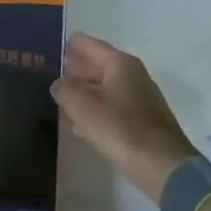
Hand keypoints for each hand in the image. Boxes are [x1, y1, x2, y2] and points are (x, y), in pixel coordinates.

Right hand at [50, 32, 196, 201]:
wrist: (162, 166)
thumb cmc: (119, 128)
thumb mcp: (81, 106)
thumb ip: (64, 89)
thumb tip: (59, 84)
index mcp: (120, 63)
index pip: (87, 43)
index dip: (67, 46)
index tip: (48, 52)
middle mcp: (133, 74)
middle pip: (97, 64)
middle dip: (75, 71)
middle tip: (51, 78)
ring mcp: (141, 97)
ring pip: (105, 87)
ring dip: (84, 93)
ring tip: (62, 102)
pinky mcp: (144, 120)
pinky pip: (113, 107)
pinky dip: (97, 110)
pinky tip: (81, 125)